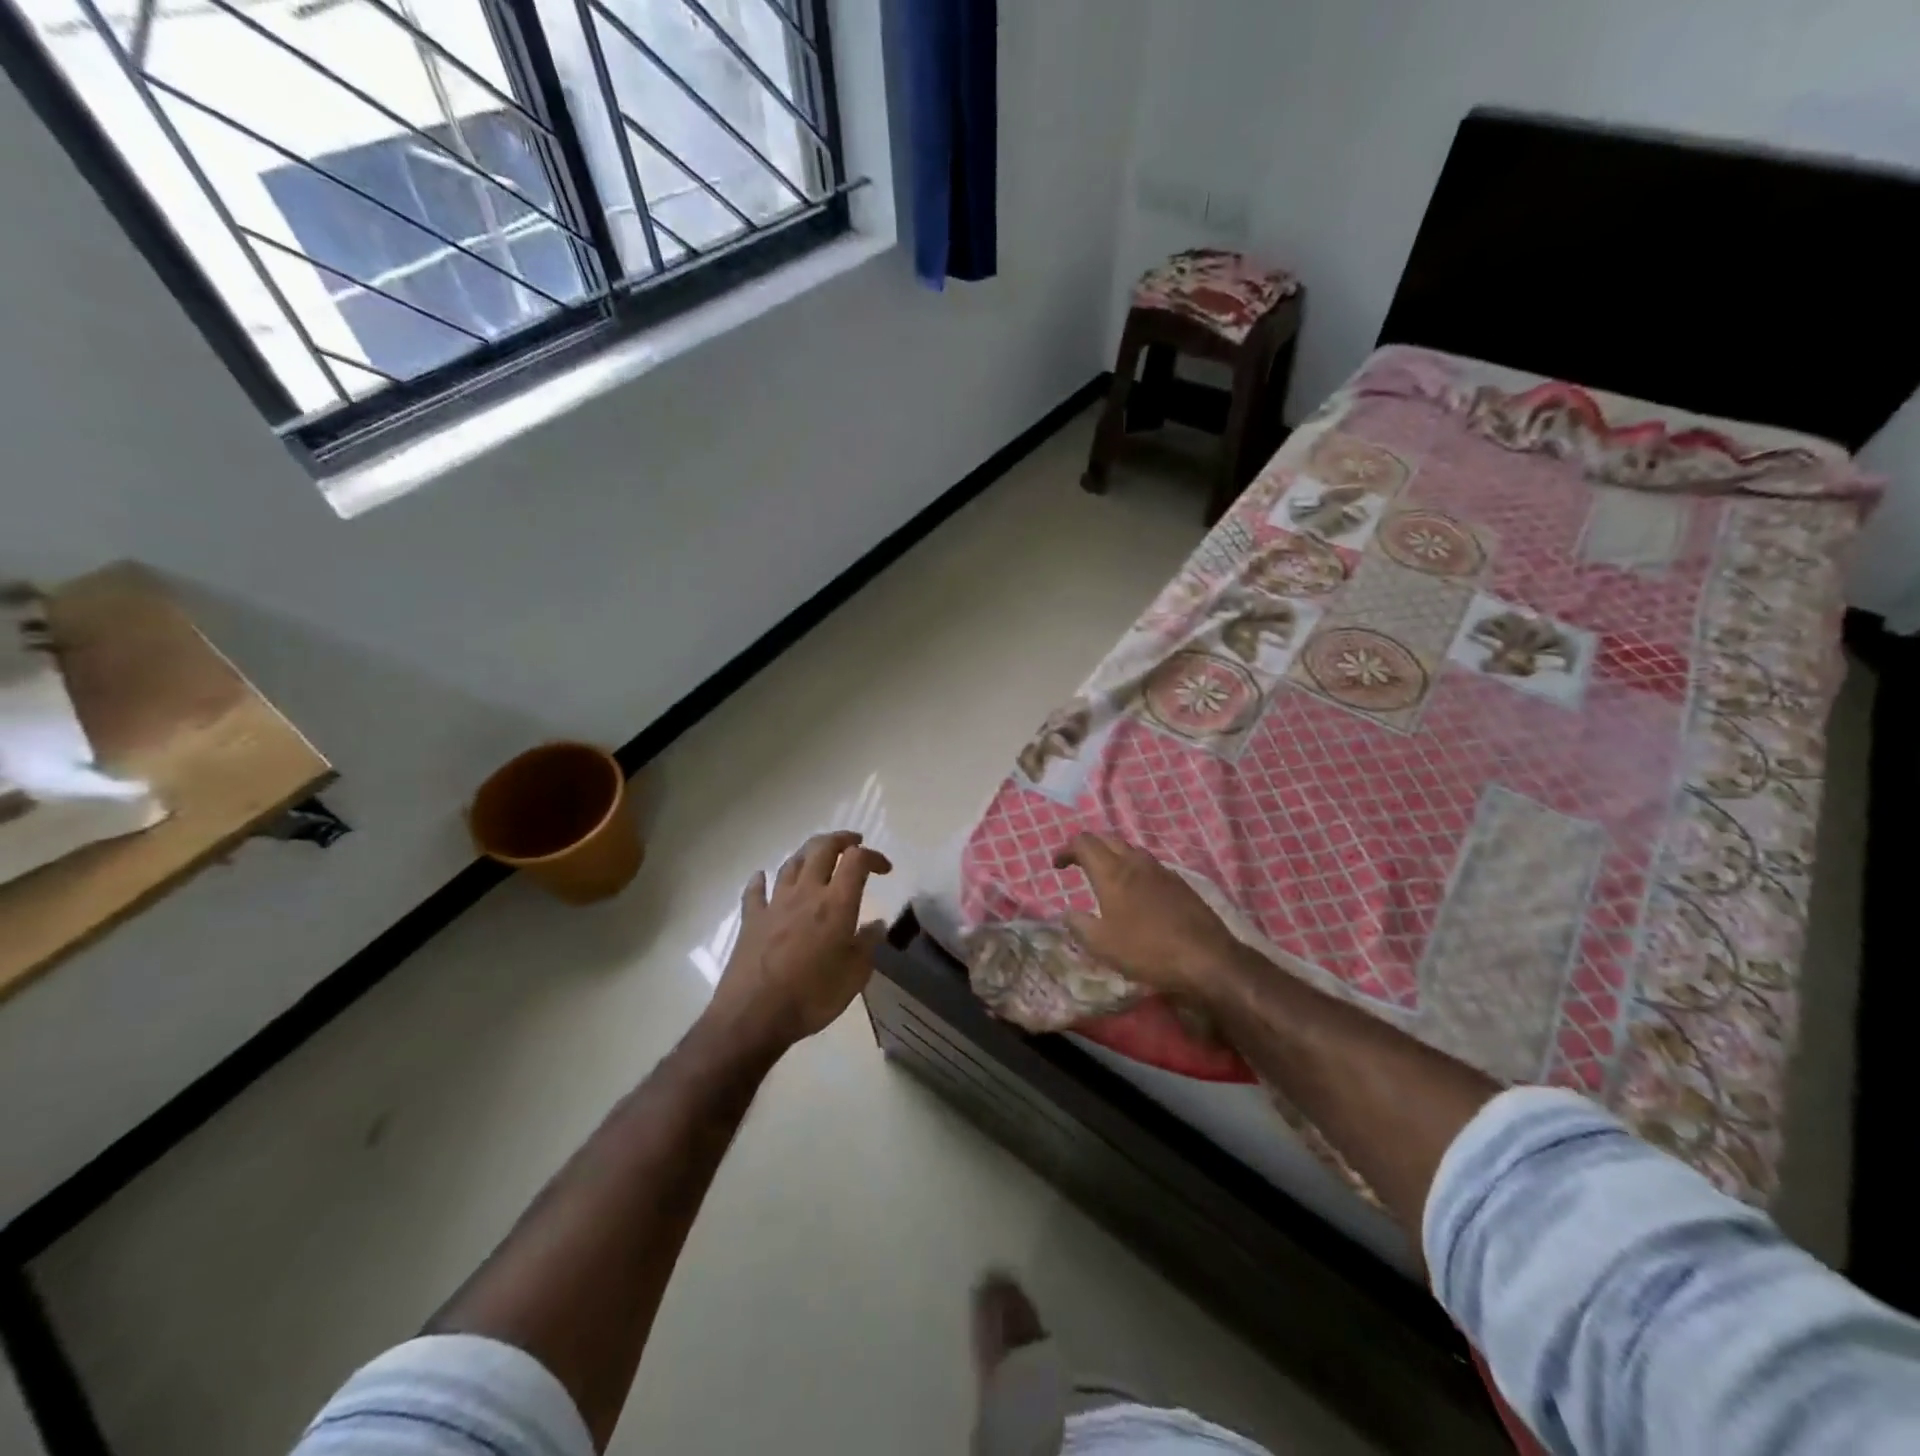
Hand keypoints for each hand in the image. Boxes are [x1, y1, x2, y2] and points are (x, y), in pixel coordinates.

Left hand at [707, 831, 892, 1055]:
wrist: (754, 1016)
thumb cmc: (812, 996)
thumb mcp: (855, 976)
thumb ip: (867, 945)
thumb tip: (877, 925)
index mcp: (836, 904)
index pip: (857, 860)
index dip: (873, 856)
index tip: (885, 869)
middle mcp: (806, 893)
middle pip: (822, 848)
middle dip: (840, 839)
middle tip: (853, 843)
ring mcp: (775, 903)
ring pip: (791, 863)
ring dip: (807, 854)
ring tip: (817, 857)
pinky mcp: (751, 919)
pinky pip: (755, 891)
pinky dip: (761, 880)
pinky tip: (762, 877)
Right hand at [1052, 833, 1245, 1003]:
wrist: (1206, 957)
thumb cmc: (1147, 950)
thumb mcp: (1101, 946)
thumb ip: (1079, 925)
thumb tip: (1068, 913)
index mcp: (1112, 872)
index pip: (1084, 843)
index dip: (1066, 849)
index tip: (1057, 865)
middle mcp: (1135, 863)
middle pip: (1107, 839)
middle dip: (1089, 847)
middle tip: (1078, 864)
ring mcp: (1161, 870)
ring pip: (1130, 849)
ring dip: (1113, 855)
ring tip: (1105, 875)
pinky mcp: (1179, 883)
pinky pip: (1149, 865)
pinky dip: (1134, 868)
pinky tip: (1136, 891)